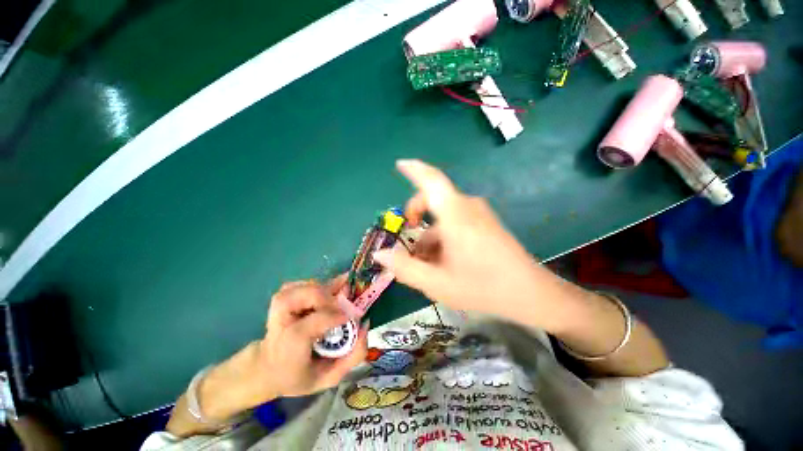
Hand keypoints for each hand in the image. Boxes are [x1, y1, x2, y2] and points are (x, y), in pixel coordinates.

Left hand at [194, 277, 366, 422]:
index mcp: (290, 346)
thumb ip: (353, 356)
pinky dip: (317, 285)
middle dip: (327, 298)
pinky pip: (302, 283)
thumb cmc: (299, 374)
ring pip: (304, 286)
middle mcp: (282, 321)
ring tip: (336, 300)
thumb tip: (365, 325)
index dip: (336, 316)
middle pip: (304, 296)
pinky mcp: (281, 297)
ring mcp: (279, 306)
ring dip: (325, 290)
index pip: (313, 324)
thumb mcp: (328, 378)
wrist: (267, 367)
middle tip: (342, 306)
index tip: (353, 317)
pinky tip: (324, 295)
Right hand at [373, 160, 558, 325]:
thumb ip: (405, 268)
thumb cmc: (483, 288)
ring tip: (429, 264)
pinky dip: (444, 236)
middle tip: (410, 242)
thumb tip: (380, 254)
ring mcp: (480, 214)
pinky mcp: (486, 222)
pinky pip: (457, 221)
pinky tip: (445, 260)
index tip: (400, 164)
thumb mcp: (437, 284)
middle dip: (416, 217)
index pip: (432, 181)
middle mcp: (468, 207)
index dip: (414, 170)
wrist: (531, 294)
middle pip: (433, 200)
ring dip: (430, 235)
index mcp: (456, 216)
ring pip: (444, 216)